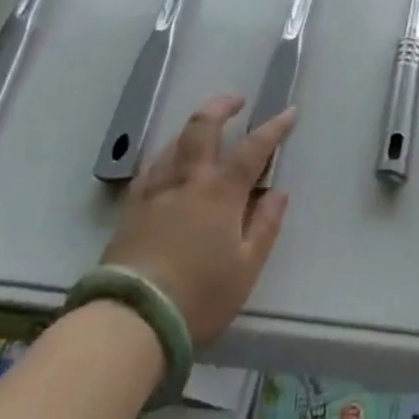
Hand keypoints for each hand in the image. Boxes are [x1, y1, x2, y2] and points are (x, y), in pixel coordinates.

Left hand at [101, 95, 293, 344]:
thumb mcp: (246, 268)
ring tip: (204, 129)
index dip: (273, 128)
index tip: (288, 112)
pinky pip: (151, 167)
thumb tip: (278, 192)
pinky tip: (167, 162)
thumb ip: (265, 226)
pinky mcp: (130, 208)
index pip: (253, 148)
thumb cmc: (199, 295)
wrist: (132, 318)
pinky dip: (167, 154)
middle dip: (221, 106)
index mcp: (221, 191)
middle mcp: (188, 180)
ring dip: (193, 128)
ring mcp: (155, 190)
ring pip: (173, 143)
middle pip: (203, 127)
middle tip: (236, 100)